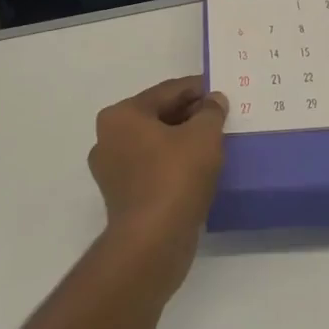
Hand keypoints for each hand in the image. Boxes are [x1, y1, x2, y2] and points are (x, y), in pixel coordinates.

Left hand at [87, 76, 228, 287]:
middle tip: (221, 117)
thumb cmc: (176, 176)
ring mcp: (112, 170)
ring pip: (155, 144)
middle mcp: (108, 138)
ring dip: (182, 141)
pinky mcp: (122, 197)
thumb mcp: (204, 134)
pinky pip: (153, 168)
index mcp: (121, 115)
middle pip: (158, 116)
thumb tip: (213, 101)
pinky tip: (199, 168)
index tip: (220, 90)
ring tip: (214, 142)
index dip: (197, 89)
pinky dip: (174, 164)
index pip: (167, 91)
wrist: (153, 240)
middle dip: (190, 115)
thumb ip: (211, 111)